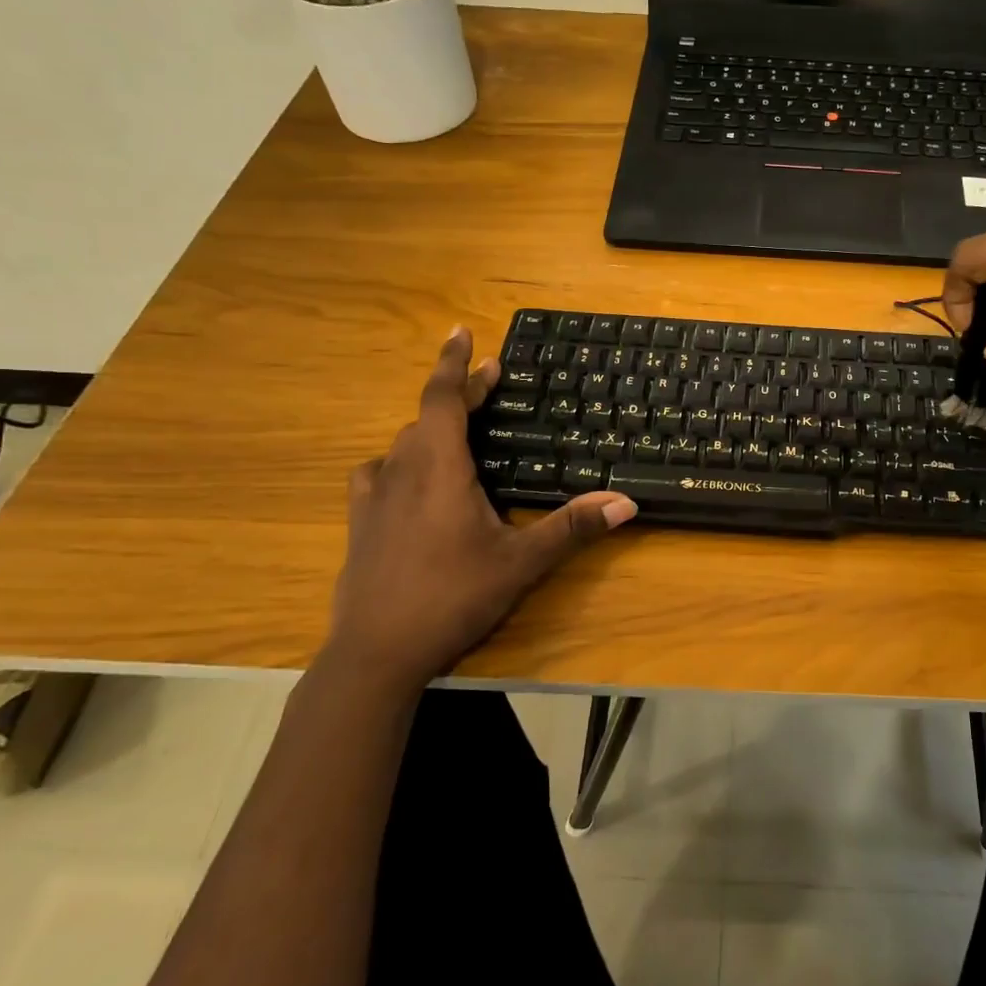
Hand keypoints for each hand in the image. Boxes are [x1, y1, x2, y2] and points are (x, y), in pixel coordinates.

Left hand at [324, 326, 636, 693]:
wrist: (375, 654)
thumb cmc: (452, 596)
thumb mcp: (521, 562)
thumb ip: (572, 527)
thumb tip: (627, 502)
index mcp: (439, 467)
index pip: (444, 397)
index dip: (455, 362)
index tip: (463, 331)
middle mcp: (401, 470)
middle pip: (428, 416)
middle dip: (461, 395)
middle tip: (492, 382)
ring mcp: (373, 497)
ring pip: (403, 443)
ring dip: (431, 428)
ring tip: (458, 431)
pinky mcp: (359, 524)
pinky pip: (379, 474)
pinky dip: (400, 463)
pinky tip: (408, 481)